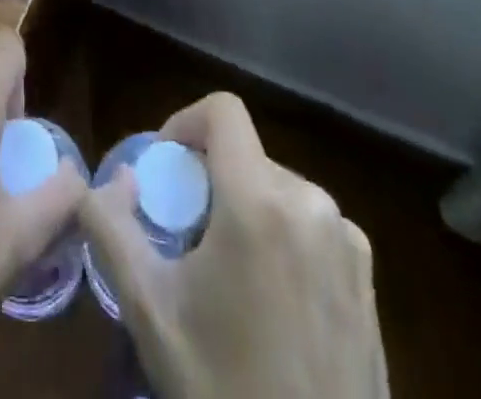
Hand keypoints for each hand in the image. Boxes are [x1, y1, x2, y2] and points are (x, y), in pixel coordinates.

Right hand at [80, 92, 389, 398]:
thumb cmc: (224, 389)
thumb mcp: (150, 310)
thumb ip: (112, 227)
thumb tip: (112, 178)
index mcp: (260, 201)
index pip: (222, 110)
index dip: (185, 123)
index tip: (164, 171)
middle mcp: (312, 204)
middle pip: (246, 155)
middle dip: (210, 181)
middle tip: (186, 238)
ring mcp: (349, 243)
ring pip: (278, 190)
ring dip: (244, 210)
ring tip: (226, 277)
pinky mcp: (368, 280)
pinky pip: (311, 227)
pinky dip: (282, 239)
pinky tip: (270, 305)